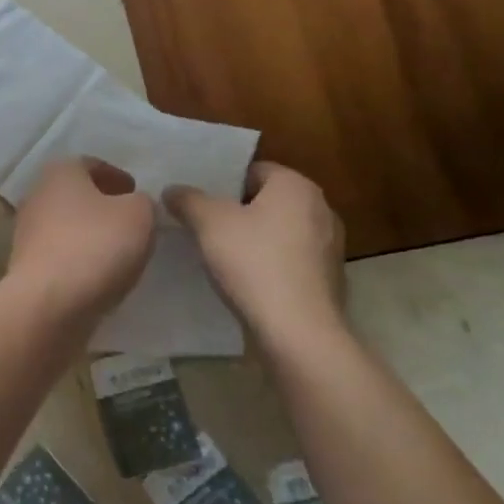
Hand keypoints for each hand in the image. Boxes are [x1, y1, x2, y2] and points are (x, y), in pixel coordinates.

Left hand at [8, 157, 154, 309]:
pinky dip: (79, 257)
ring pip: (66, 224)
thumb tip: (134, 205)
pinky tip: (99, 274)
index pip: (91, 164)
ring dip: (90, 233)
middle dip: (102, 204)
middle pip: (76, 193)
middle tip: (130, 219)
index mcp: (60, 171)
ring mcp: (27, 231)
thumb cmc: (96, 246)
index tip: (136, 192)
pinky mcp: (26, 265)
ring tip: (119, 250)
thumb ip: (143, 202)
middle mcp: (37, 194)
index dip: (117, 176)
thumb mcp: (139, 215)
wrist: (48, 303)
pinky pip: (60, 253)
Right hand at [164, 162, 346, 340]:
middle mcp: (321, 208)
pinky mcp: (330, 279)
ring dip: (254, 239)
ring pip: (279, 231)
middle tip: (204, 226)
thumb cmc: (254, 263)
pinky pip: (291, 259)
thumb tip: (173, 190)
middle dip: (237, 211)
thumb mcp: (208, 223)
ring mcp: (330, 246)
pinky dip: (270, 264)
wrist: (299, 333)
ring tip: (221, 255)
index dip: (222, 183)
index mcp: (296, 186)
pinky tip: (247, 281)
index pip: (252, 170)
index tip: (199, 203)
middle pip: (267, 200)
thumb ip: (188, 199)